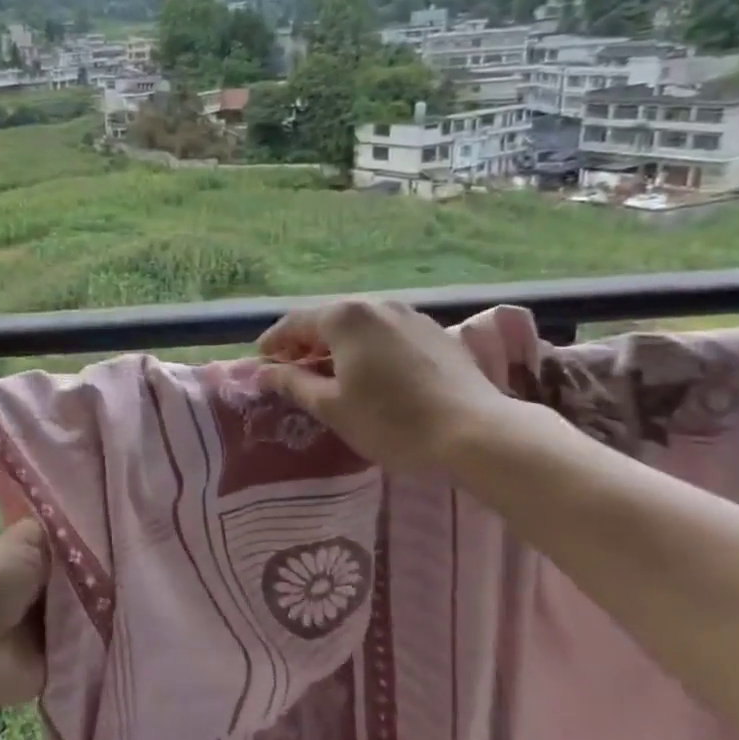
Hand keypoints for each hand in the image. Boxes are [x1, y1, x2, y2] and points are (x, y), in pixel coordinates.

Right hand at [256, 297, 512, 469]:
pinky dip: (370, 350)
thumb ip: (293, 383)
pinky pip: (389, 336)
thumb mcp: (332, 407)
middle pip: (329, 320)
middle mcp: (377, 305)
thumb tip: (264, 371)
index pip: (295, 322)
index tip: (260, 361)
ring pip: (362, 326)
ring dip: (340, 346)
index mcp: (345, 317)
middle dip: (307, 343)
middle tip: (293, 370)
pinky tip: (374, 375)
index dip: (274, 342)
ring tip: (332, 374)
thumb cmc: (392, 421)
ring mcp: (412, 317)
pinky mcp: (438, 334)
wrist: (478, 433)